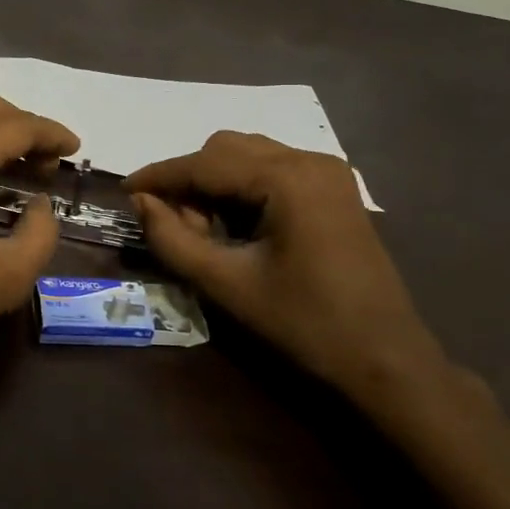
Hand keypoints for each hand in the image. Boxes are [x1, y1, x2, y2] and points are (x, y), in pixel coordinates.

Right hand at [126, 132, 448, 407]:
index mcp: (288, 178)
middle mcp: (310, 160)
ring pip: (247, 156)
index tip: (124, 191)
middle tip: (174, 226)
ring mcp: (327, 172)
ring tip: (203, 230)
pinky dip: (241, 189)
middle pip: (226, 149)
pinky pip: (270, 170)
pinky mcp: (333, 189)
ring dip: (214, 183)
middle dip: (190, 181)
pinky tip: (236, 227)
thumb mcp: (226, 284)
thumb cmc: (304, 323)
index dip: (159, 175)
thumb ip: (173, 239)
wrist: (386, 359)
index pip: (205, 163)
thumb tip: (140, 202)